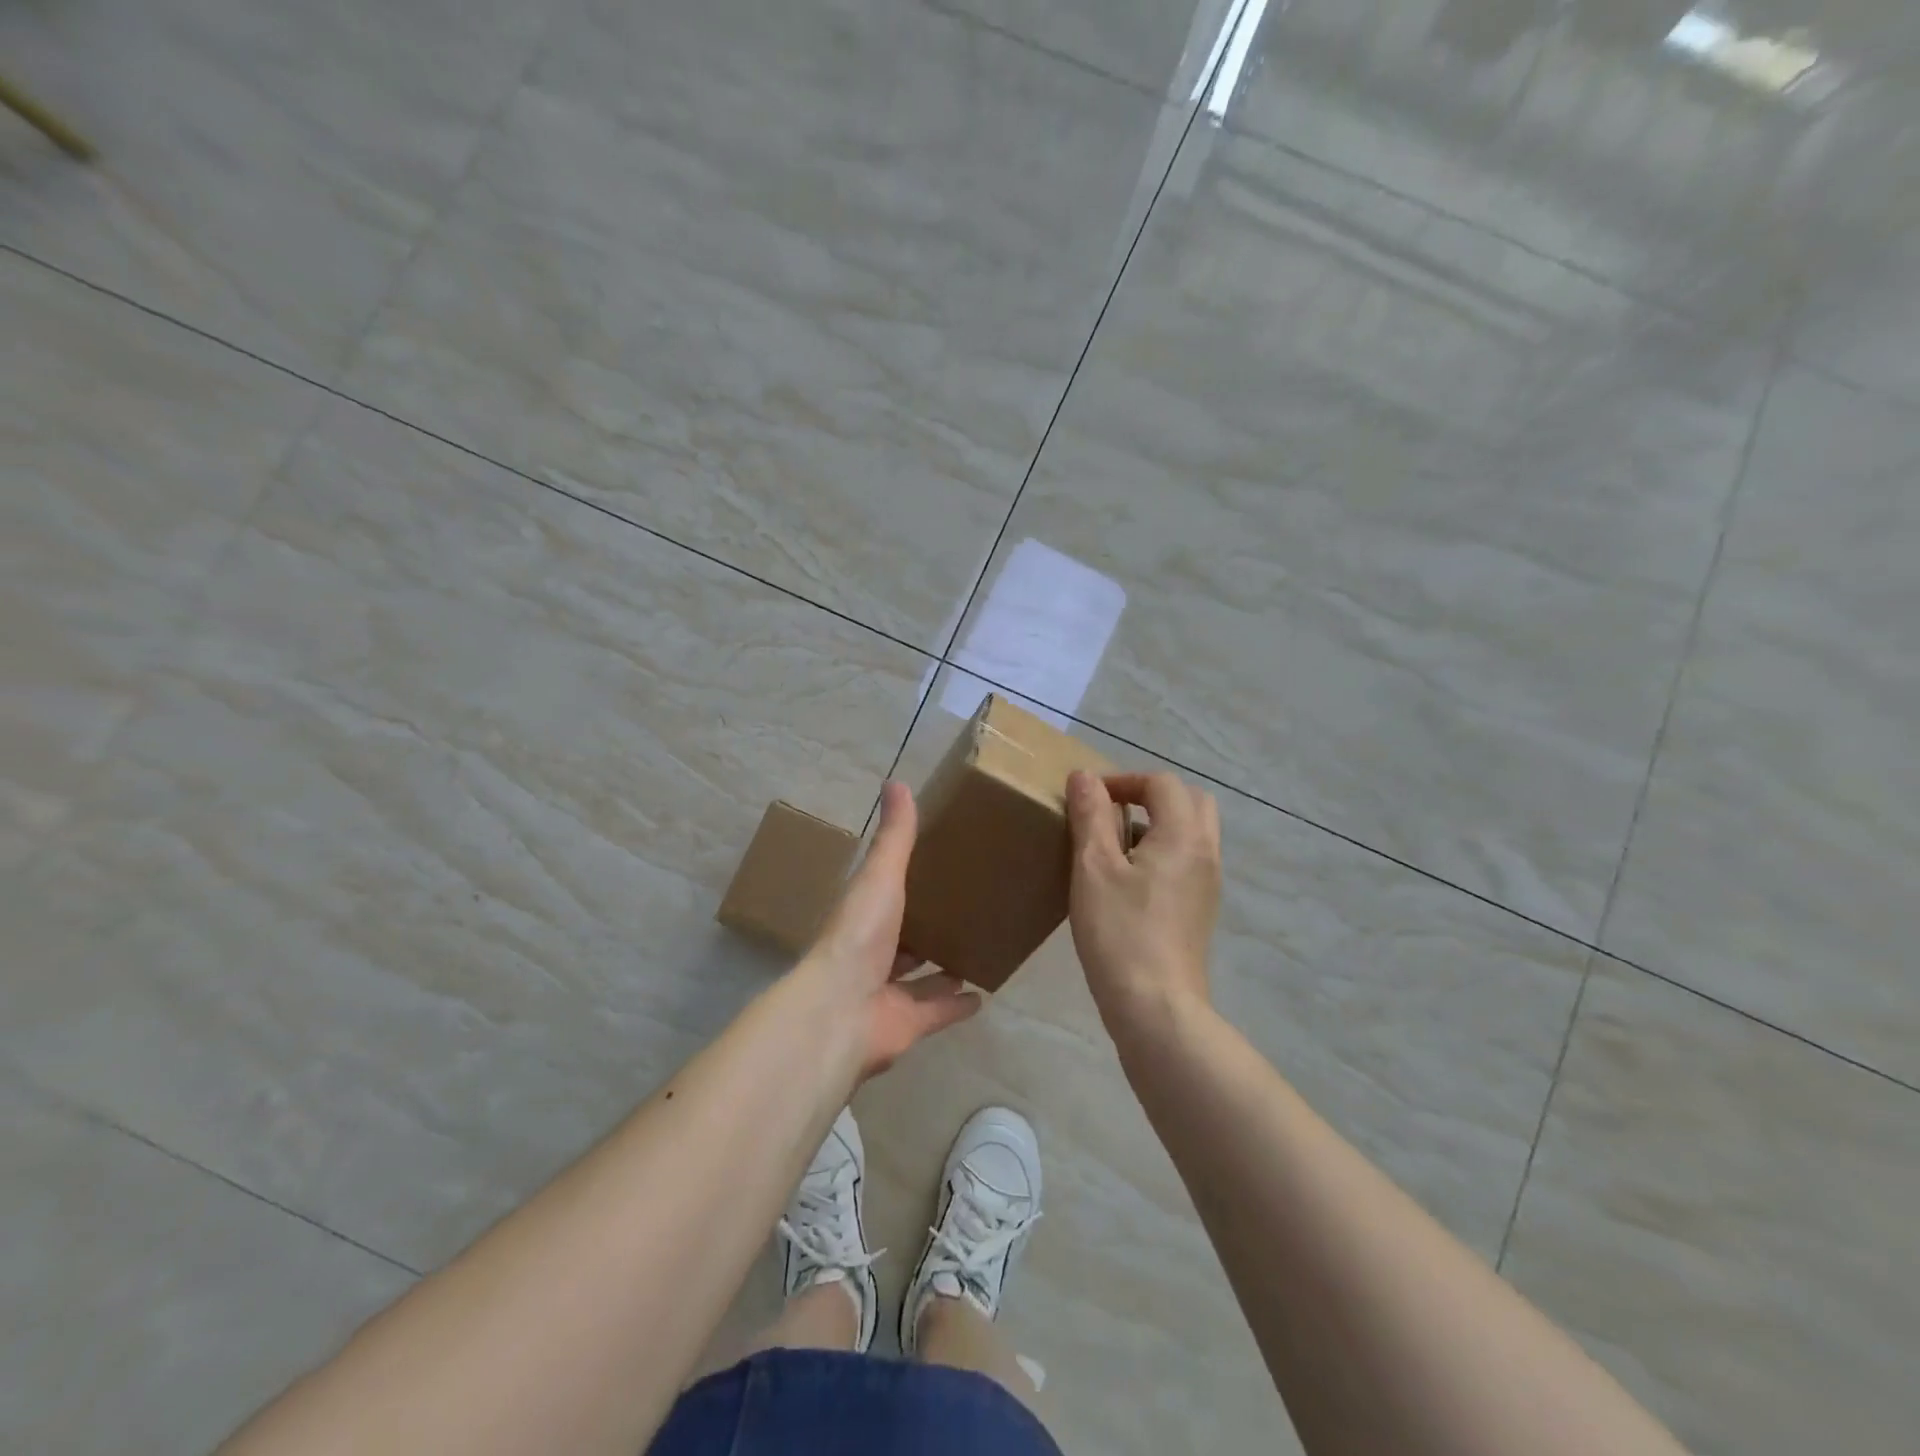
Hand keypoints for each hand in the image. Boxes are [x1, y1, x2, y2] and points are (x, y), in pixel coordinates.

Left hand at [799, 780, 980, 1079]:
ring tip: (977, 948)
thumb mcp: (881, 876)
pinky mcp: (907, 1024)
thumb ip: (895, 836)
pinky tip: (982, 995)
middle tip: (967, 909)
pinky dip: (956, 1005)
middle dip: (928, 928)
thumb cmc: (860, 935)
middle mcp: (873, 953)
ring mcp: (887, 992)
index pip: (886, 895)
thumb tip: (896, 781)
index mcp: (864, 916)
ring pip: (920, 977)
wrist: (841, 1009)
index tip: (939, 866)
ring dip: (943, 966)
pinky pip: (936, 1012)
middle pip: (904, 938)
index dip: (908, 882)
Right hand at [1065, 770, 1221, 1036]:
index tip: (1089, 797)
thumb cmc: (1120, 932)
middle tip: (1111, 811)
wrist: (1156, 1006)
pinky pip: (1189, 860)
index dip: (1124, 779)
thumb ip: (1091, 816)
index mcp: (1183, 835)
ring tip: (1114, 845)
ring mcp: (1209, 884)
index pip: (1162, 783)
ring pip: (1192, 832)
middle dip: (1150, 795)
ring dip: (1158, 823)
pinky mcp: (1201, 910)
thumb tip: (1084, 776)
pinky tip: (1129, 880)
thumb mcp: (1093, 868)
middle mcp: (1206, 853)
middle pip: (1190, 801)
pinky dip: (1164, 851)